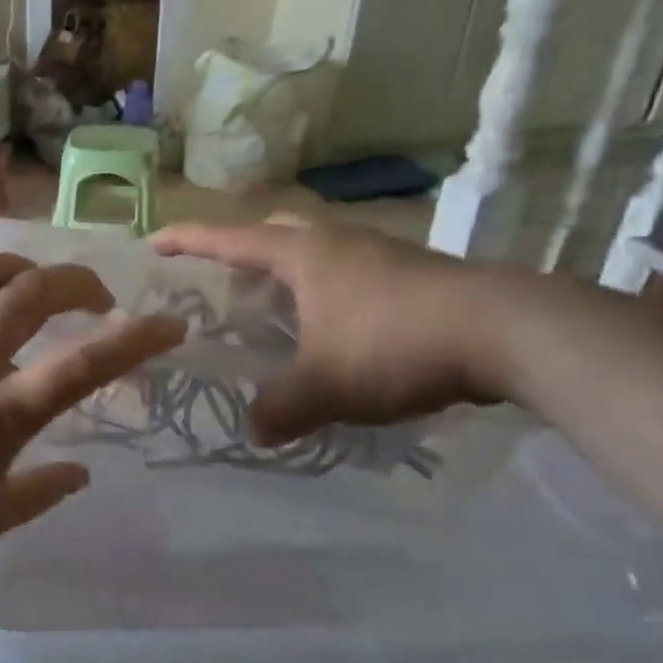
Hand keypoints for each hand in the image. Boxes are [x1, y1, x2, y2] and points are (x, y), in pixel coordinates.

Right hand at [151, 217, 503, 443]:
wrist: (508, 332)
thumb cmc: (394, 344)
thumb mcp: (326, 386)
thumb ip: (281, 408)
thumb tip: (253, 431)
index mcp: (302, 254)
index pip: (228, 239)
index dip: (187, 240)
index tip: (154, 242)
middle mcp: (337, 241)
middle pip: (276, 230)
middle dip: (245, 249)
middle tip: (227, 279)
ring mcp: (382, 252)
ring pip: (319, 250)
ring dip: (292, 272)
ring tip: (280, 310)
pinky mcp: (417, 272)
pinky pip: (353, 272)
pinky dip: (331, 292)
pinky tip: (340, 328)